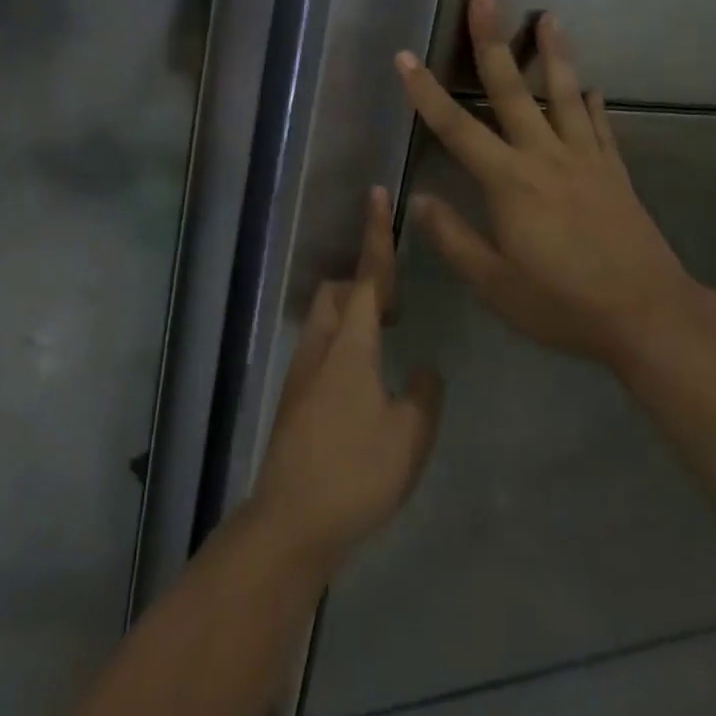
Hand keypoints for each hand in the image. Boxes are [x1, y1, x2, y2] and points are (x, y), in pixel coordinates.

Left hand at [248, 189, 443, 575]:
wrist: (291, 521)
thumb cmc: (355, 473)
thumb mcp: (409, 436)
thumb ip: (424, 396)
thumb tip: (425, 371)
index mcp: (352, 344)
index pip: (370, 275)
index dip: (375, 233)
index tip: (376, 194)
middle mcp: (321, 345)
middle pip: (340, 290)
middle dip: (367, 283)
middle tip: (399, 310)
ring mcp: (302, 370)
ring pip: (327, 318)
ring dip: (355, 314)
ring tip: (387, 343)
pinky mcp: (294, 395)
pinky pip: (322, 346)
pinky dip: (345, 342)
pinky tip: (365, 383)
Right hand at [396, 0, 699, 370]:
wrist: (649, 317)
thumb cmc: (562, 304)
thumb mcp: (495, 284)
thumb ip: (454, 239)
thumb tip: (419, 200)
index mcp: (509, 182)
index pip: (457, 128)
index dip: (426, 92)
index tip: (405, 57)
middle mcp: (545, 157)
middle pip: (512, 90)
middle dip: (492, 43)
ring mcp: (586, 160)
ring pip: (565, 95)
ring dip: (554, 54)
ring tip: (549, 16)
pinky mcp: (615, 173)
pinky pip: (601, 127)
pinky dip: (594, 104)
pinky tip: (592, 87)